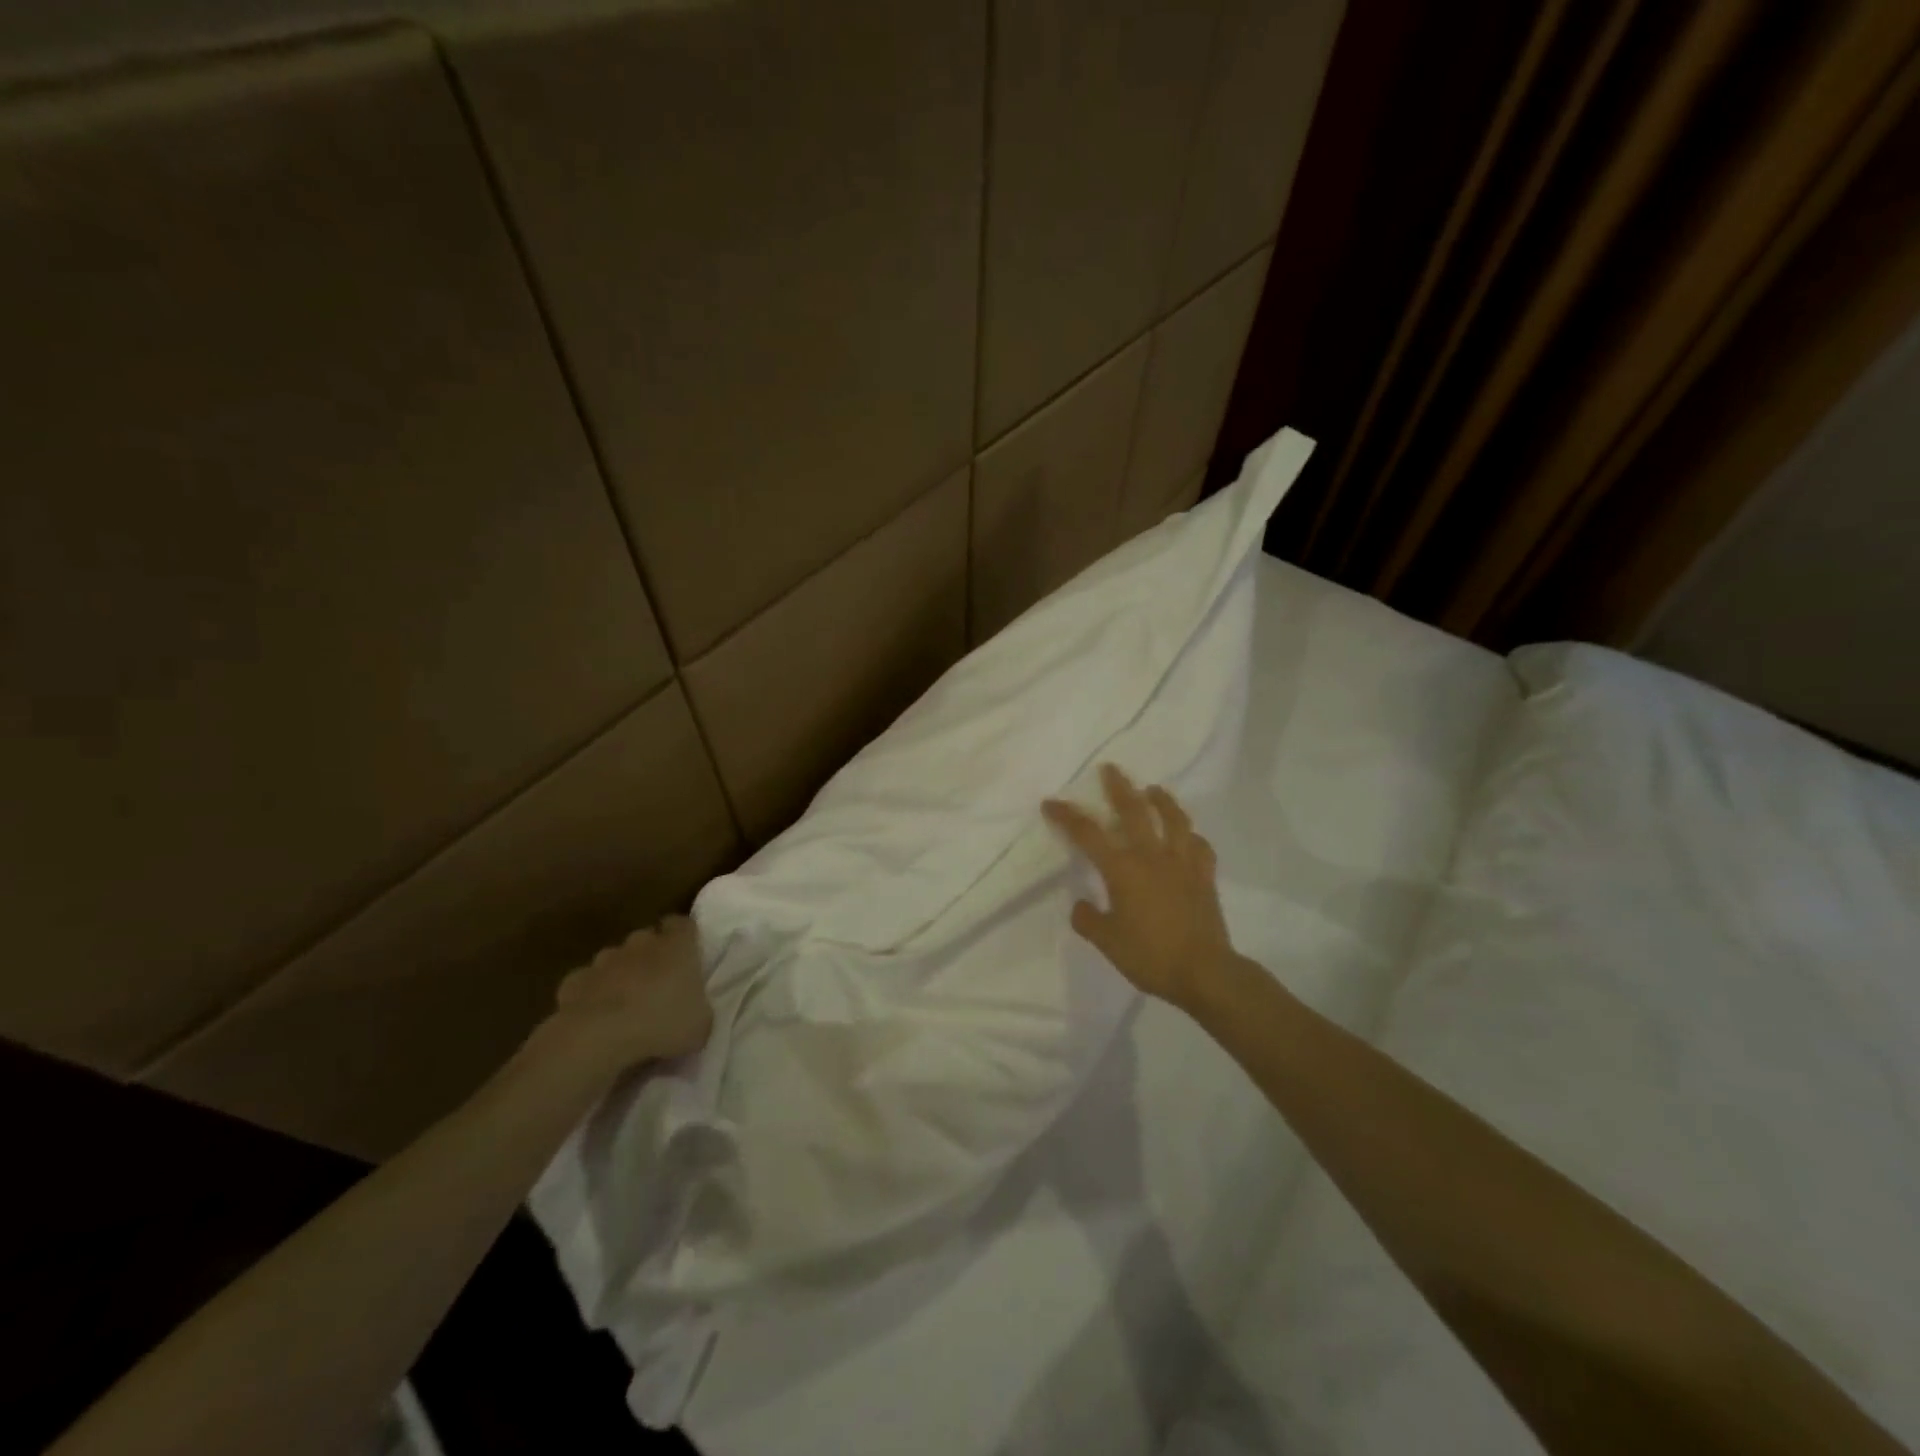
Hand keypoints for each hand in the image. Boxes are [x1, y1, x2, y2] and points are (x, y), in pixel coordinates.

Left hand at [538, 915, 713, 1082]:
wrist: (597, 1036)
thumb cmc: (661, 1023)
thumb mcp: (700, 1026)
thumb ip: (699, 1010)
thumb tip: (694, 1012)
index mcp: (677, 946)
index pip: (683, 924)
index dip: (684, 936)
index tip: (687, 954)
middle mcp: (641, 944)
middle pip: (647, 939)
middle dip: (651, 955)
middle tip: (657, 985)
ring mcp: (604, 960)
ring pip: (615, 959)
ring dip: (620, 974)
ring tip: (625, 1004)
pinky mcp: (575, 980)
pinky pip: (588, 983)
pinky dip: (592, 994)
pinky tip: (596, 1018)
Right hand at [1042, 764, 1237, 1012]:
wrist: (1204, 972)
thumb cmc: (1150, 956)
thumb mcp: (1107, 942)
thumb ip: (1088, 920)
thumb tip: (1081, 905)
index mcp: (1122, 869)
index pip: (1088, 834)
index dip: (1067, 816)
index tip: (1051, 802)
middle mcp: (1152, 856)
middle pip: (1134, 811)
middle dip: (1118, 788)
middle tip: (1110, 769)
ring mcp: (1182, 863)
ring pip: (1173, 820)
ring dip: (1162, 800)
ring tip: (1153, 789)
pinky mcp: (1204, 876)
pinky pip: (1199, 846)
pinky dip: (1191, 836)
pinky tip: (1187, 835)